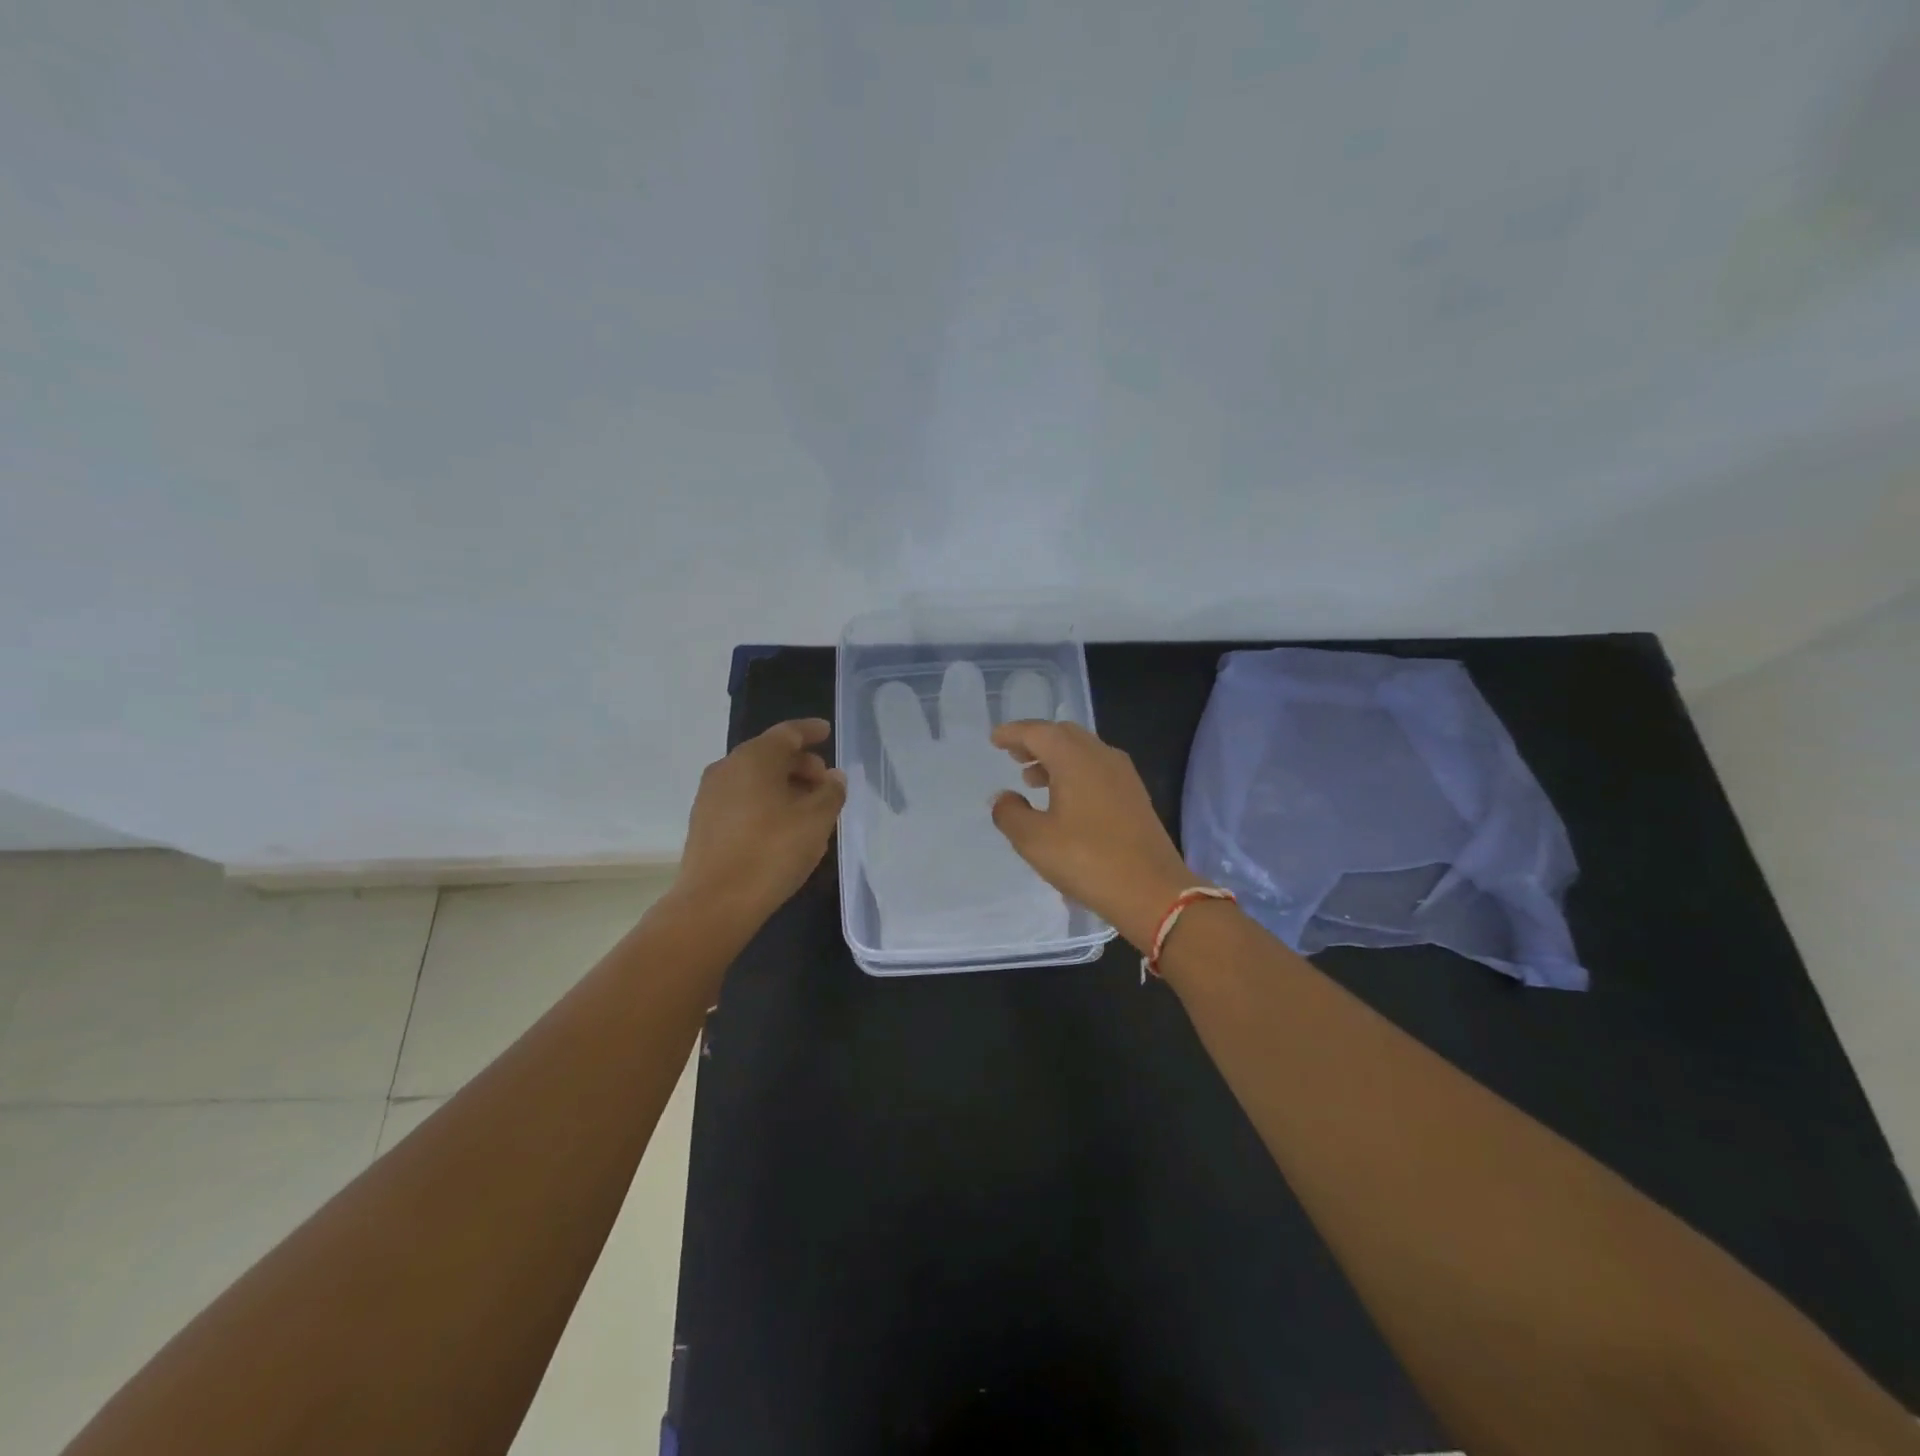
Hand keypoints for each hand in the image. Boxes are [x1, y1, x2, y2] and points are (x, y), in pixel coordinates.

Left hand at [673, 718, 847, 923]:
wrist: (715, 903)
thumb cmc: (772, 851)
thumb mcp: (816, 820)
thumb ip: (831, 792)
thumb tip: (833, 777)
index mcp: (754, 758)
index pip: (788, 733)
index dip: (811, 731)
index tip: (827, 732)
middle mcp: (727, 768)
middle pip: (770, 755)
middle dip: (801, 764)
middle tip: (826, 783)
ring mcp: (711, 796)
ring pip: (755, 779)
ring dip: (784, 786)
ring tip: (809, 808)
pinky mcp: (705, 822)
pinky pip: (742, 799)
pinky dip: (766, 802)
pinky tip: (782, 827)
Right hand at [988, 721, 1199, 949]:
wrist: (1152, 891)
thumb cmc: (1087, 860)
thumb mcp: (1034, 841)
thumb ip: (1010, 813)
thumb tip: (1003, 797)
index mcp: (1075, 759)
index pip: (1038, 732)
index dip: (1014, 733)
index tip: (995, 739)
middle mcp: (1101, 756)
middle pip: (1063, 735)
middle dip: (1036, 741)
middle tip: (1013, 756)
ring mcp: (1123, 775)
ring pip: (1083, 751)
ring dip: (1055, 758)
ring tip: (1032, 779)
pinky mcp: (1134, 795)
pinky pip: (1097, 769)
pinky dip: (1074, 772)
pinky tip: (1065, 799)